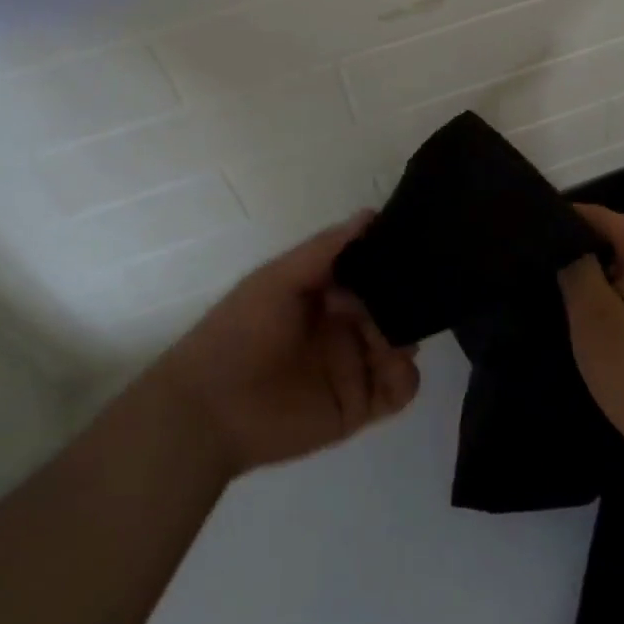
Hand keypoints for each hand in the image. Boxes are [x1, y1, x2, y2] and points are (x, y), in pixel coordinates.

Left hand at [153, 213, 420, 477]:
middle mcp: (346, 326)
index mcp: (327, 293)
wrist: (209, 409)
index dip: (392, 261)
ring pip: (403, 345)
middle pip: (395, 308)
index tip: (411, 252)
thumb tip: (371, 214)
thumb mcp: (278, 278)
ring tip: (393, 337)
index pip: (373, 271)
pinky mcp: (358, 405)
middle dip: (408, 300)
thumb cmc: (240, 331)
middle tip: (413, 298)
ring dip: (408, 337)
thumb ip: (325, 249)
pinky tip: (390, 365)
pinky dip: (406, 377)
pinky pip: (399, 389)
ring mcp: (354, 366)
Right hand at [560, 203, 623, 485]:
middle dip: (588, 252)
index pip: (605, 217)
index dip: (568, 221)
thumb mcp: (593, 319)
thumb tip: (571, 246)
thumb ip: (576, 270)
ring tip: (573, 302)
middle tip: (549, 273)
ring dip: (607, 279)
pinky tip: (610, 329)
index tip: (536, 237)